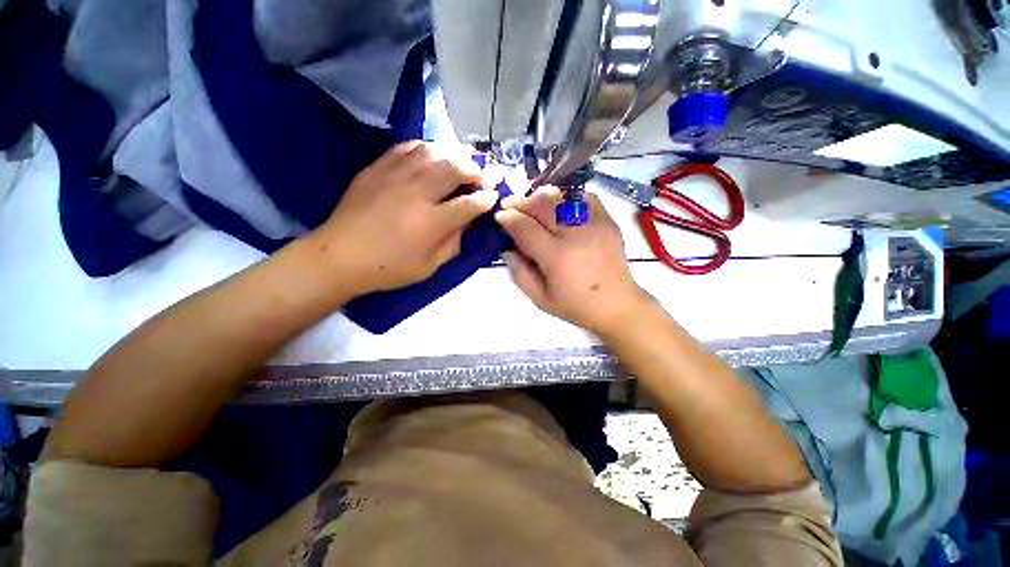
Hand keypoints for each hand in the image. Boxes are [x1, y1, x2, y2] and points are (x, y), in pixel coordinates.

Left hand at [312, 141, 499, 296]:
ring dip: (453, 154)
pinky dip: (425, 147)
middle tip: (480, 176)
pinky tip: (432, 154)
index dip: (484, 200)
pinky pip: (406, 148)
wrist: (339, 257)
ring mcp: (394, 176)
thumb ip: (453, 243)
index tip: (492, 197)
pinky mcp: (376, 169)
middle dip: (474, 170)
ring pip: (432, 152)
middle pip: (453, 169)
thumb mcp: (428, 266)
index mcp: (430, 222)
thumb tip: (466, 222)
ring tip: (461, 161)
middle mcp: (416, 193)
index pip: (468, 204)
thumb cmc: (388, 268)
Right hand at [494, 187, 649, 334]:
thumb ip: (519, 272)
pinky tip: (559, 207)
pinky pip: (584, 197)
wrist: (616, 304)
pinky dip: (567, 198)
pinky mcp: (608, 220)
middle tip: (511, 206)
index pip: (526, 228)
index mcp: (557, 257)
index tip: (499, 216)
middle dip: (521, 202)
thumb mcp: (539, 298)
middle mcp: (576, 235)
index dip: (509, 218)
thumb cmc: (575, 306)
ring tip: (533, 205)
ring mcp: (595, 224)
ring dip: (542, 198)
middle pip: (543, 205)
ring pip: (562, 197)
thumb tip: (506, 247)